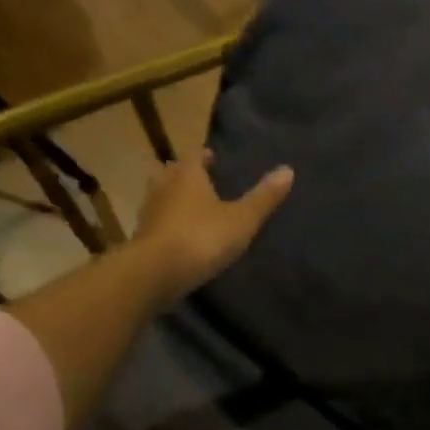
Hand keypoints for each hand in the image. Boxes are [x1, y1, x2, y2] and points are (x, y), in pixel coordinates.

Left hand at [129, 151, 292, 305]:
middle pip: (174, 173)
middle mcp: (164, 186)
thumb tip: (288, 169)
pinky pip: (157, 222)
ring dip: (174, 198)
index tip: (215, 158)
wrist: (154, 274)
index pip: (195, 155)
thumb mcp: (242, 219)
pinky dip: (168, 223)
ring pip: (162, 196)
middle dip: (187, 175)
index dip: (205, 156)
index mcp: (187, 175)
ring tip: (194, 207)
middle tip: (204, 181)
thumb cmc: (202, 237)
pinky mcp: (141, 238)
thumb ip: (264, 197)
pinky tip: (181, 234)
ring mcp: (149, 213)